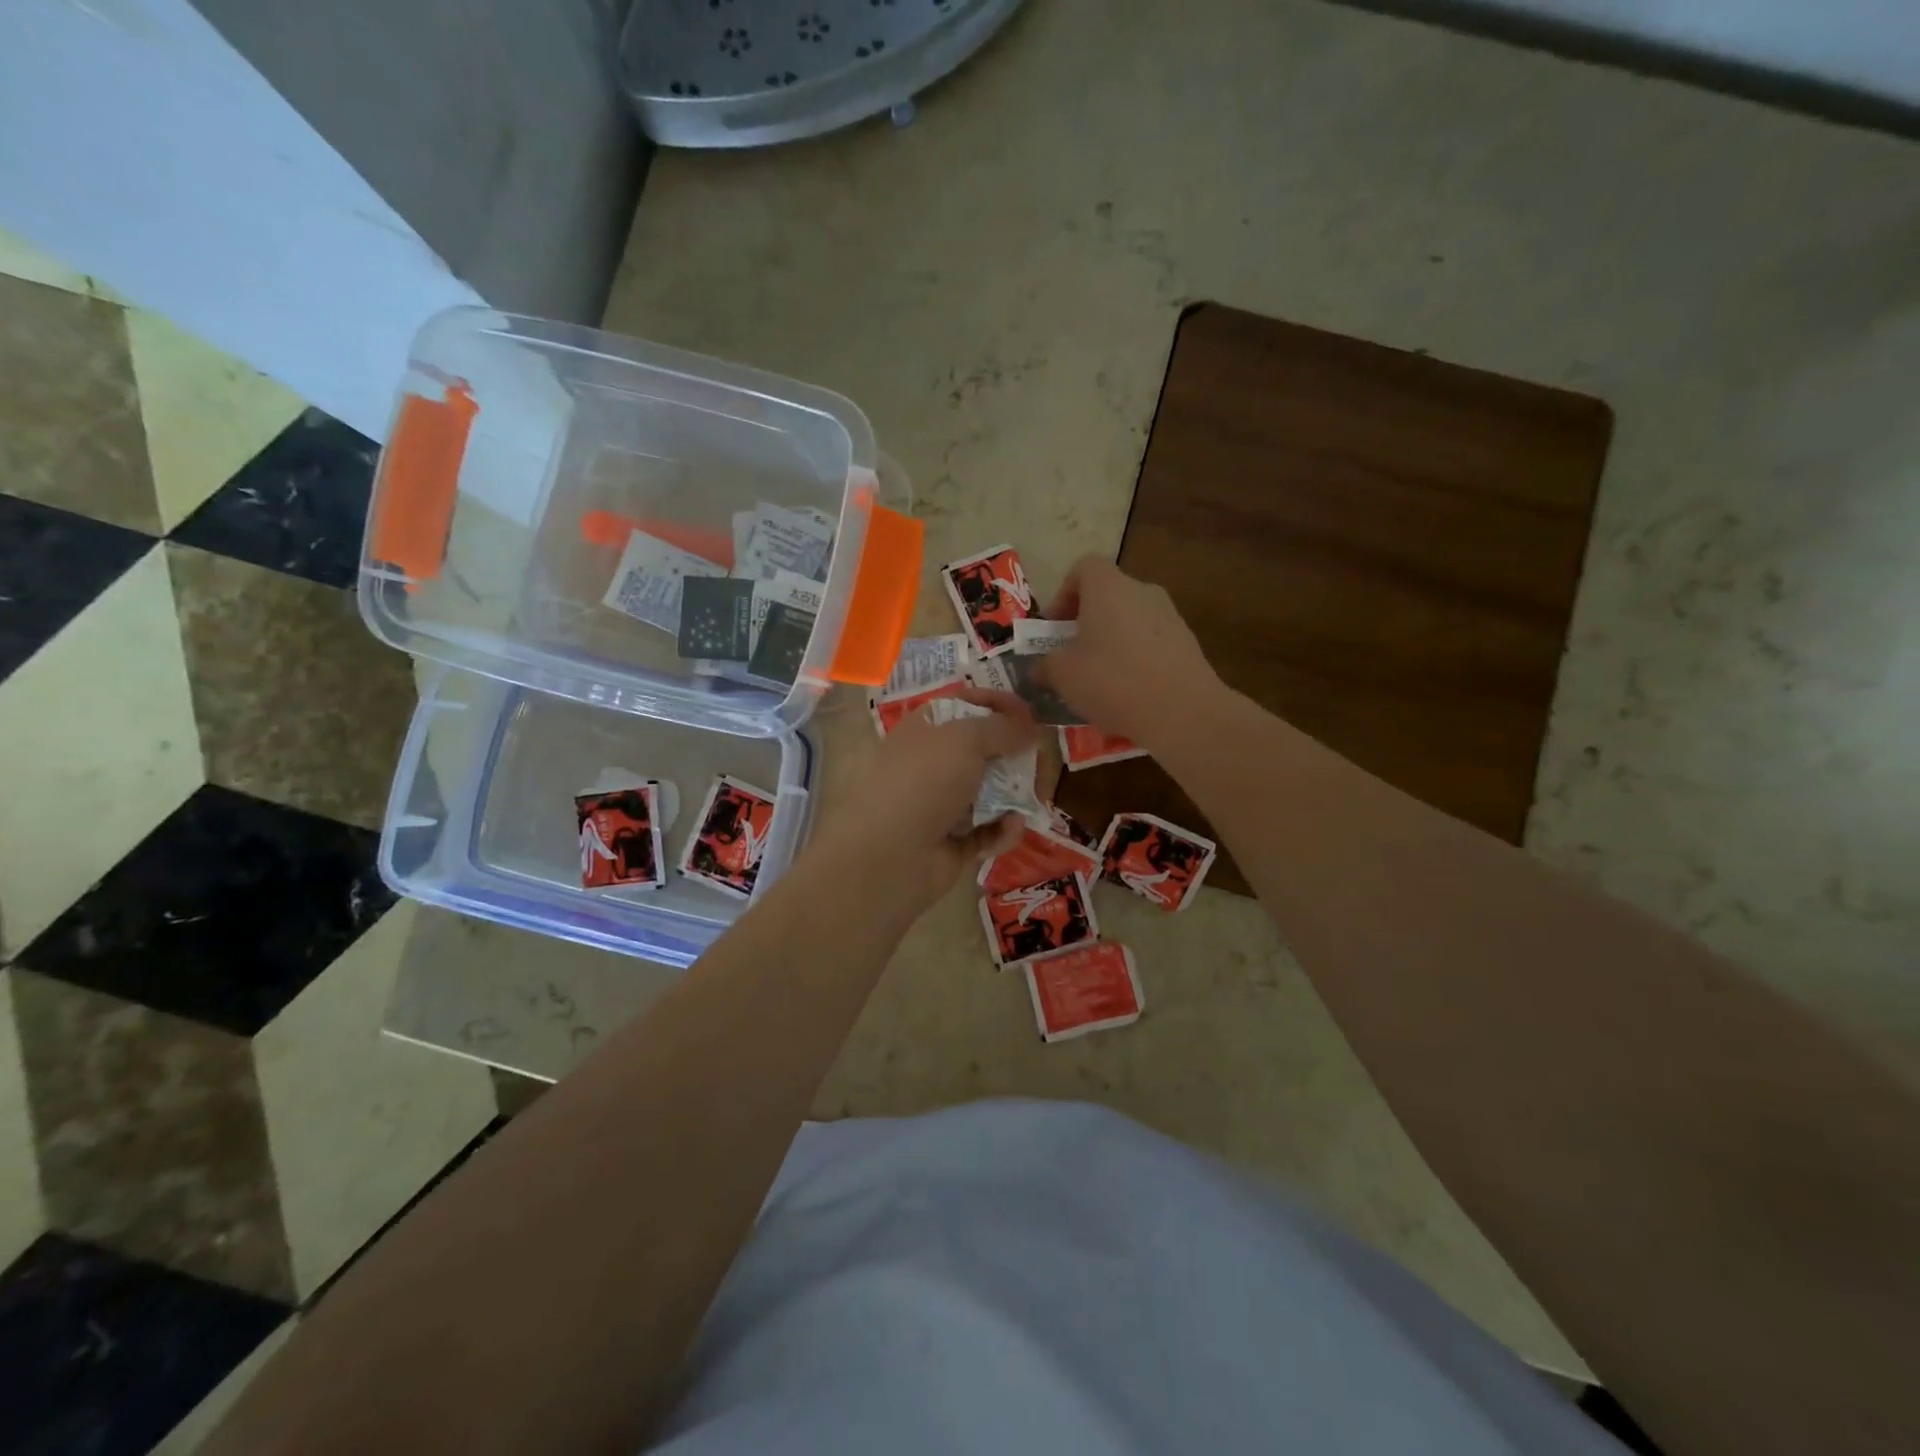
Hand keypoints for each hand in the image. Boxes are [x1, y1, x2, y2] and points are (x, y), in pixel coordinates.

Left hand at [811, 688, 1037, 912]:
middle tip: (1042, 763)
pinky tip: (1011, 827)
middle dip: (1017, 756)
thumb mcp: (965, 738)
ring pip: (991, 793)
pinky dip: (1003, 829)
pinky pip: (988, 831)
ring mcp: (942, 805)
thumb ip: (1002, 727)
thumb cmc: (925, 780)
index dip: (999, 705)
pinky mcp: (953, 843)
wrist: (890, 854)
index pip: (966, 705)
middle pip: (985, 751)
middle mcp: (933, 764)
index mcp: (926, 729)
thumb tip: (1027, 729)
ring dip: (1017, 795)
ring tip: (1037, 798)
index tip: (1030, 715)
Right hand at [1038, 557, 1221, 746]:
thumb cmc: (1112, 681)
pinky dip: (1135, 659)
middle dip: (1086, 621)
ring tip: (1098, 679)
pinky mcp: (1187, 643)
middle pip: (1108, 594)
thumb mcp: (1063, 676)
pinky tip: (1128, 693)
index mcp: (1108, 587)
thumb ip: (1045, 667)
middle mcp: (1142, 591)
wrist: (1182, 711)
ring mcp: (1170, 616)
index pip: (1083, 567)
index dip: (1064, 593)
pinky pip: (1150, 642)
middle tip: (1072, 654)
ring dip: (1110, 641)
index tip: (1055, 627)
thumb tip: (1037, 669)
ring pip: (1130, 619)